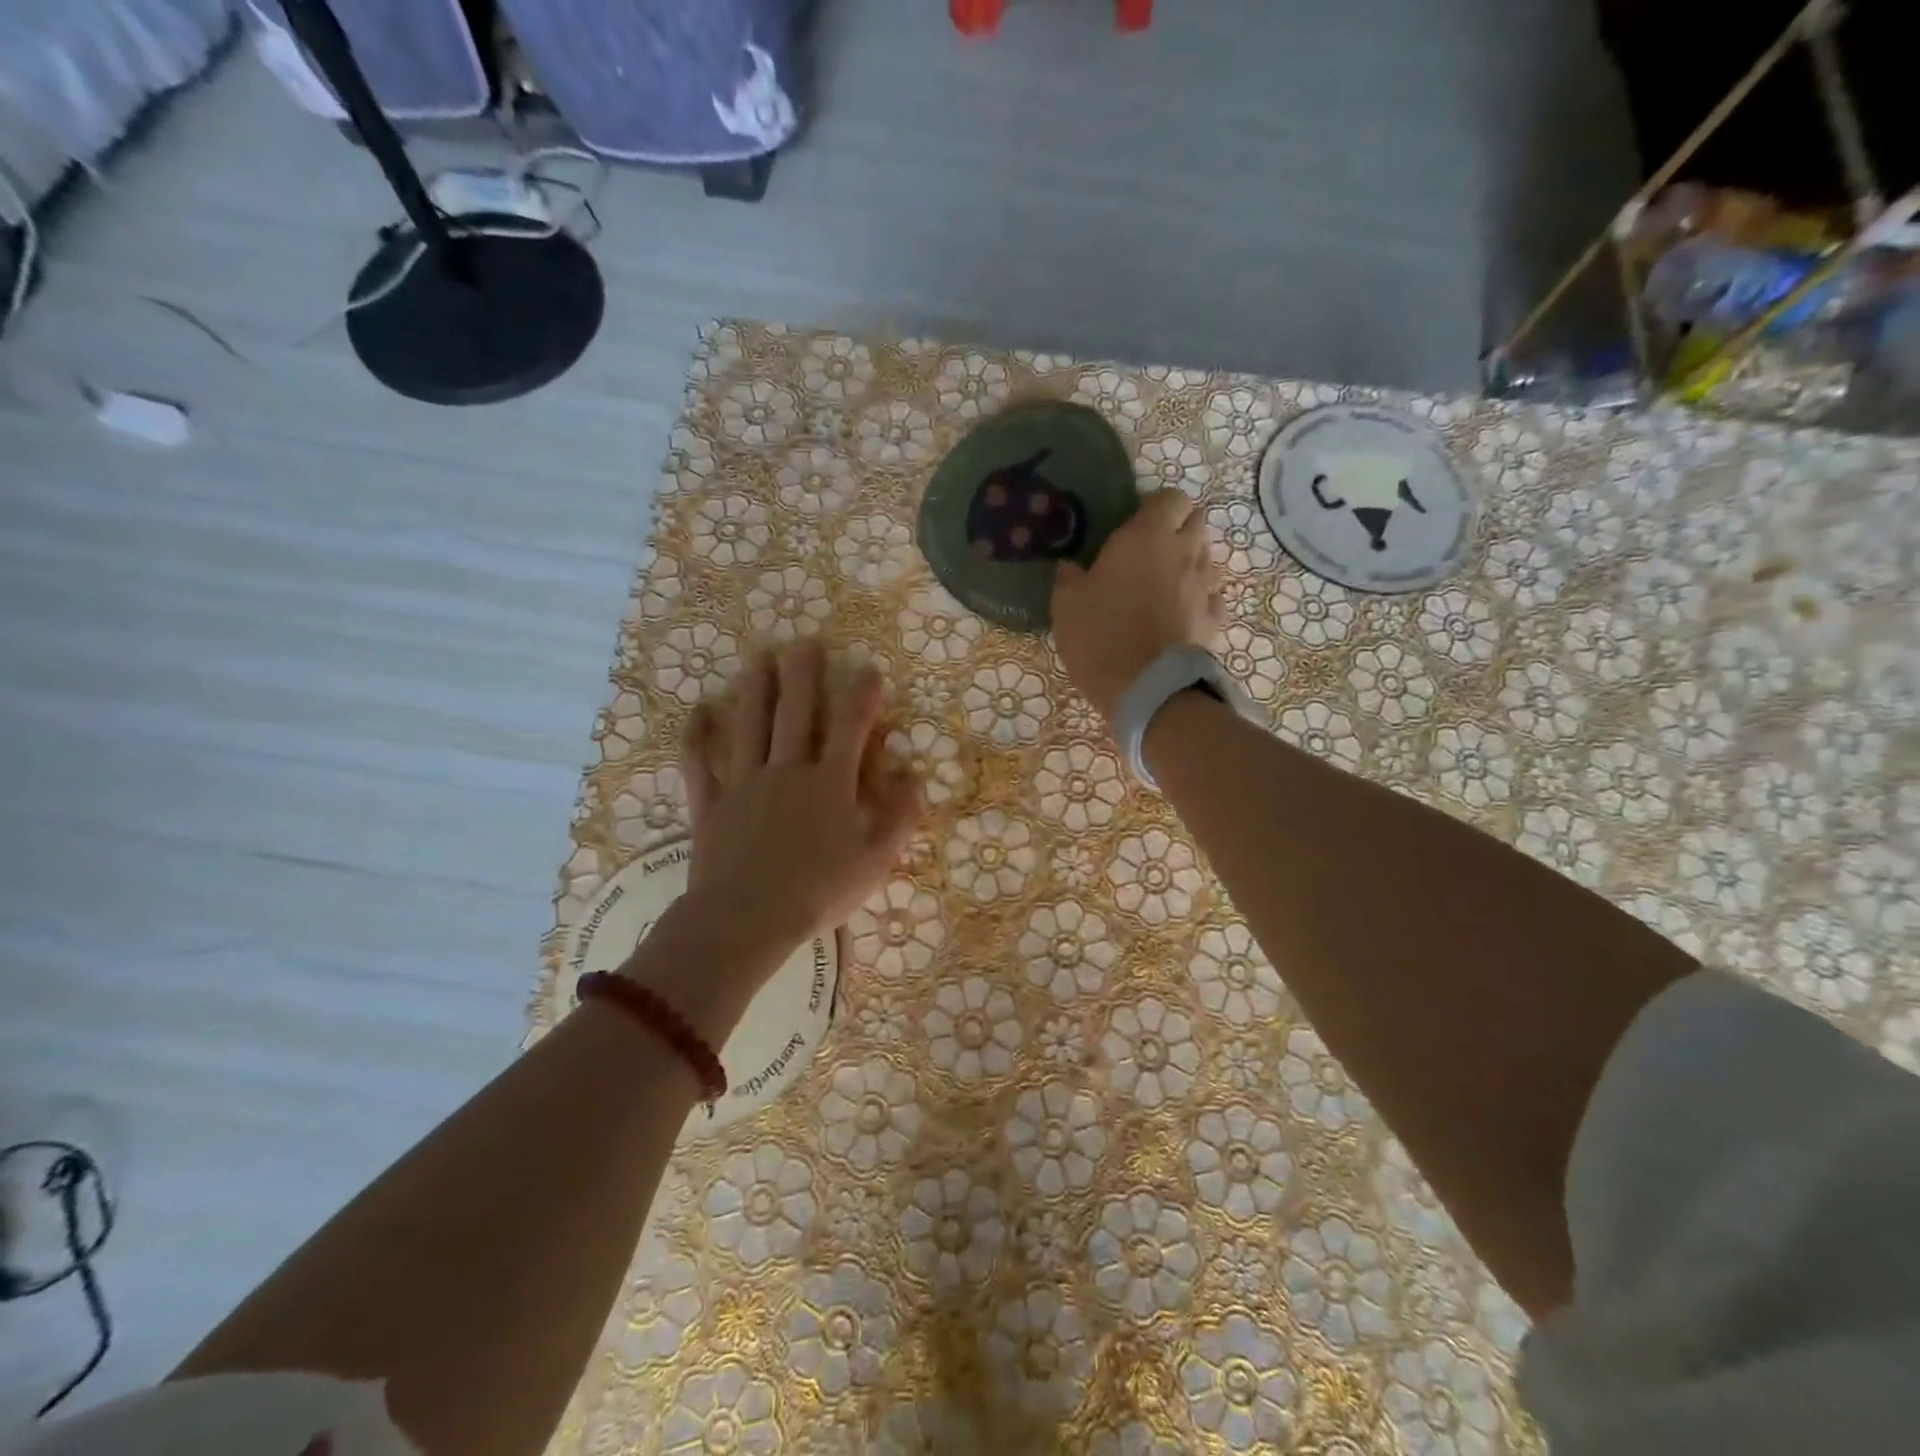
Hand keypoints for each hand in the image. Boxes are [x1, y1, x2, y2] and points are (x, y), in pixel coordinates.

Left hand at [677, 641, 923, 968]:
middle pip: (796, 712)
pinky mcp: (710, 802)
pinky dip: (697, 735)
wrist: (747, 920)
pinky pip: (699, 762)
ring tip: (760, 657)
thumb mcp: (876, 861)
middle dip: (803, 674)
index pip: (851, 726)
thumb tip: (915, 776)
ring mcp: (744, 782)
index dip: (861, 694)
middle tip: (805, 641)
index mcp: (830, 783)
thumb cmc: (819, 892)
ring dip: (756, 688)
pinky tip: (698, 709)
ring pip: (750, 724)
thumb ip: (899, 816)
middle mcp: (787, 770)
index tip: (868, 667)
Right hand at [1052, 488, 1223, 721]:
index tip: (1136, 522)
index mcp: (1146, 537)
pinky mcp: (1215, 618)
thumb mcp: (1066, 606)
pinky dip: (1202, 598)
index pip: (1171, 497)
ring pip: (1207, 557)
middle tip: (1152, 550)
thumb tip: (1070, 567)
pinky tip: (1183, 612)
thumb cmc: (1100, 636)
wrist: (1144, 688)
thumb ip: (1069, 578)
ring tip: (1166, 583)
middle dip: (1179, 528)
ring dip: (1190, 562)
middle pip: (1197, 521)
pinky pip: (1214, 596)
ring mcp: (1205, 586)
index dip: (1156, 506)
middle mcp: (1184, 552)